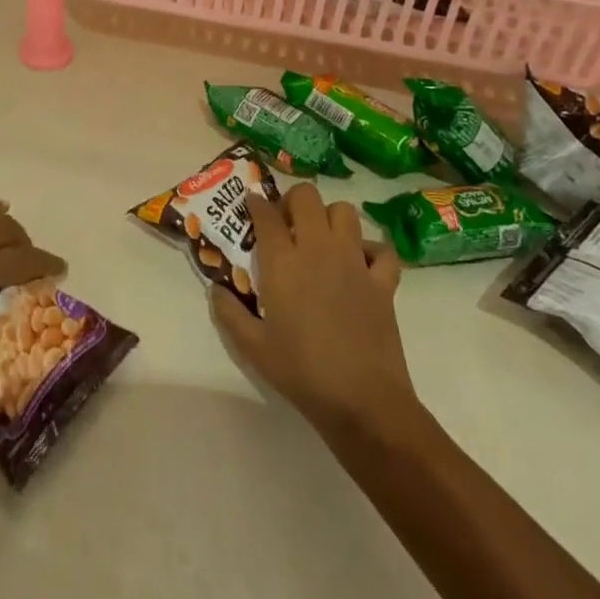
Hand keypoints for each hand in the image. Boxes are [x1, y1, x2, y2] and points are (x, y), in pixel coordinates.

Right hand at [210, 182, 417, 435]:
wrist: (363, 401)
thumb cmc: (302, 372)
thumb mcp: (252, 347)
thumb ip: (228, 312)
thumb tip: (216, 289)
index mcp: (283, 262)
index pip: (266, 213)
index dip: (256, 203)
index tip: (251, 204)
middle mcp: (318, 250)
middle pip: (306, 197)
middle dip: (292, 200)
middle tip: (286, 222)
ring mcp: (354, 262)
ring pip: (345, 211)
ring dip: (330, 217)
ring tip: (322, 238)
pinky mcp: (383, 282)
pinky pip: (382, 250)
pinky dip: (372, 250)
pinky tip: (360, 265)